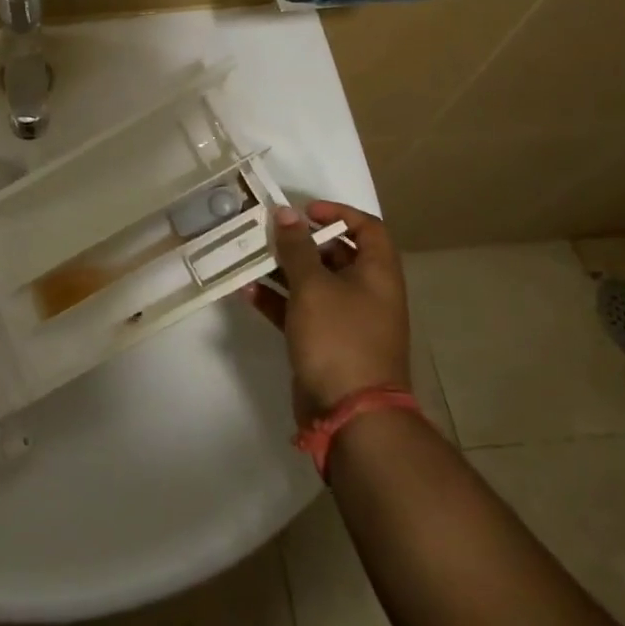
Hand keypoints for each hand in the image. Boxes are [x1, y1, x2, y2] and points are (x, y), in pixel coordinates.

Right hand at [245, 200, 410, 426]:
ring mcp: (346, 320)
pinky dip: (277, 300)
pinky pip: (299, 311)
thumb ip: (296, 247)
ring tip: (249, 257)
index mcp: (377, 274)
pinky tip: (247, 292)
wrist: (350, 414)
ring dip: (282, 270)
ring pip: (313, 283)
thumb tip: (286, 213)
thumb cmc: (339, 337)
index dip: (338, 212)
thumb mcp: (313, 285)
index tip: (304, 211)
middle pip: (336, 254)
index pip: (368, 228)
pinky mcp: (324, 343)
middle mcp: (366, 293)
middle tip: (268, 232)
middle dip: (300, 242)